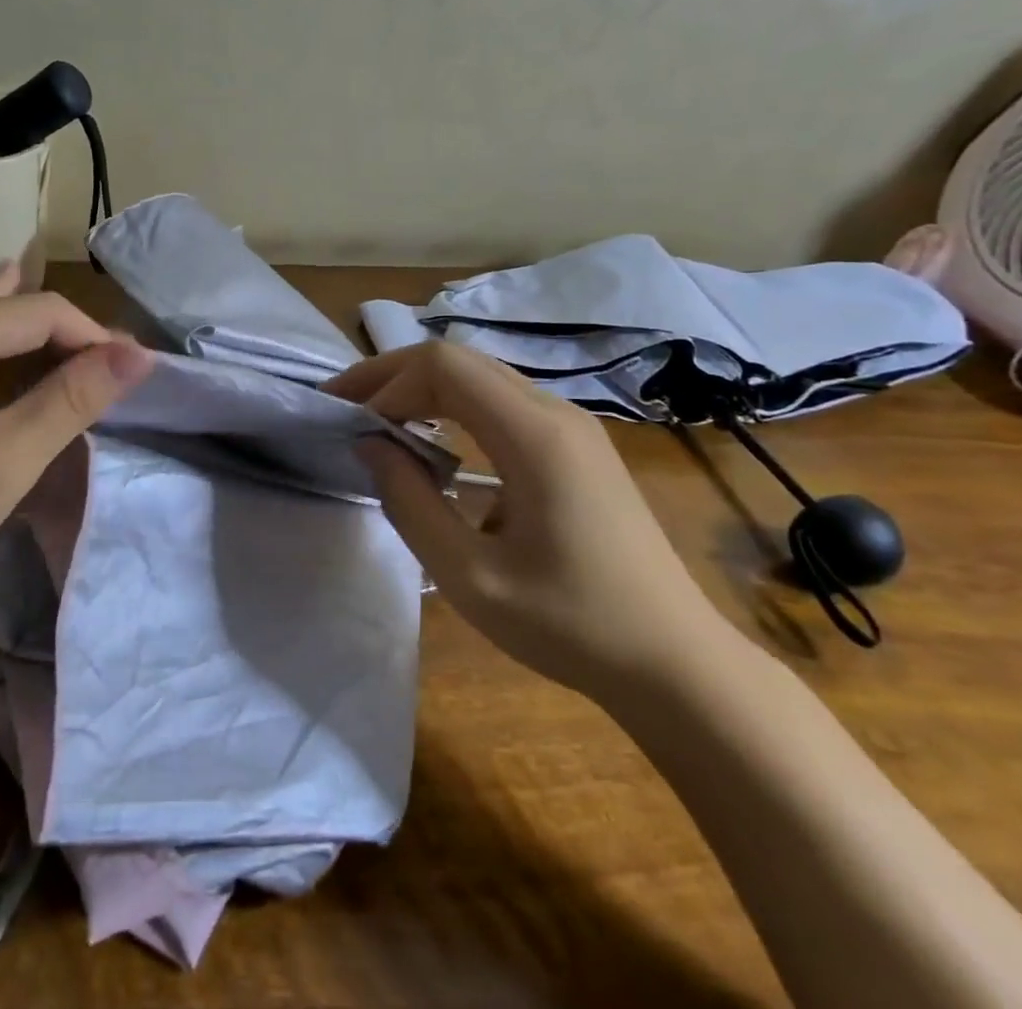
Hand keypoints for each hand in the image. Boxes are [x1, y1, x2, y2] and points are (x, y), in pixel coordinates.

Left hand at [0, 262, 153, 629]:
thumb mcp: (6, 459)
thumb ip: (72, 399)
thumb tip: (138, 354)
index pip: (39, 312)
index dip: (94, 337)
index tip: (134, 376)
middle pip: (12, 314)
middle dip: (69, 338)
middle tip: (118, 371)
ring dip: (38, 343)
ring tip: (83, 339)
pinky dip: (3, 354)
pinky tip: (9, 337)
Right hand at [326, 342, 735, 699]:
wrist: (676, 663)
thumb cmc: (571, 624)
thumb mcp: (470, 576)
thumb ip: (410, 502)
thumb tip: (370, 444)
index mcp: (535, 435)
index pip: (443, 366)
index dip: (385, 382)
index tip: (349, 421)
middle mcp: (555, 412)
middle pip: (458, 359)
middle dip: (394, 375)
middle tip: (345, 406)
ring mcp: (572, 426)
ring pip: (480, 375)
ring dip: (422, 388)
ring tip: (378, 419)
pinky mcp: (577, 446)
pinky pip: (501, 401)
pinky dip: (453, 407)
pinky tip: (433, 441)